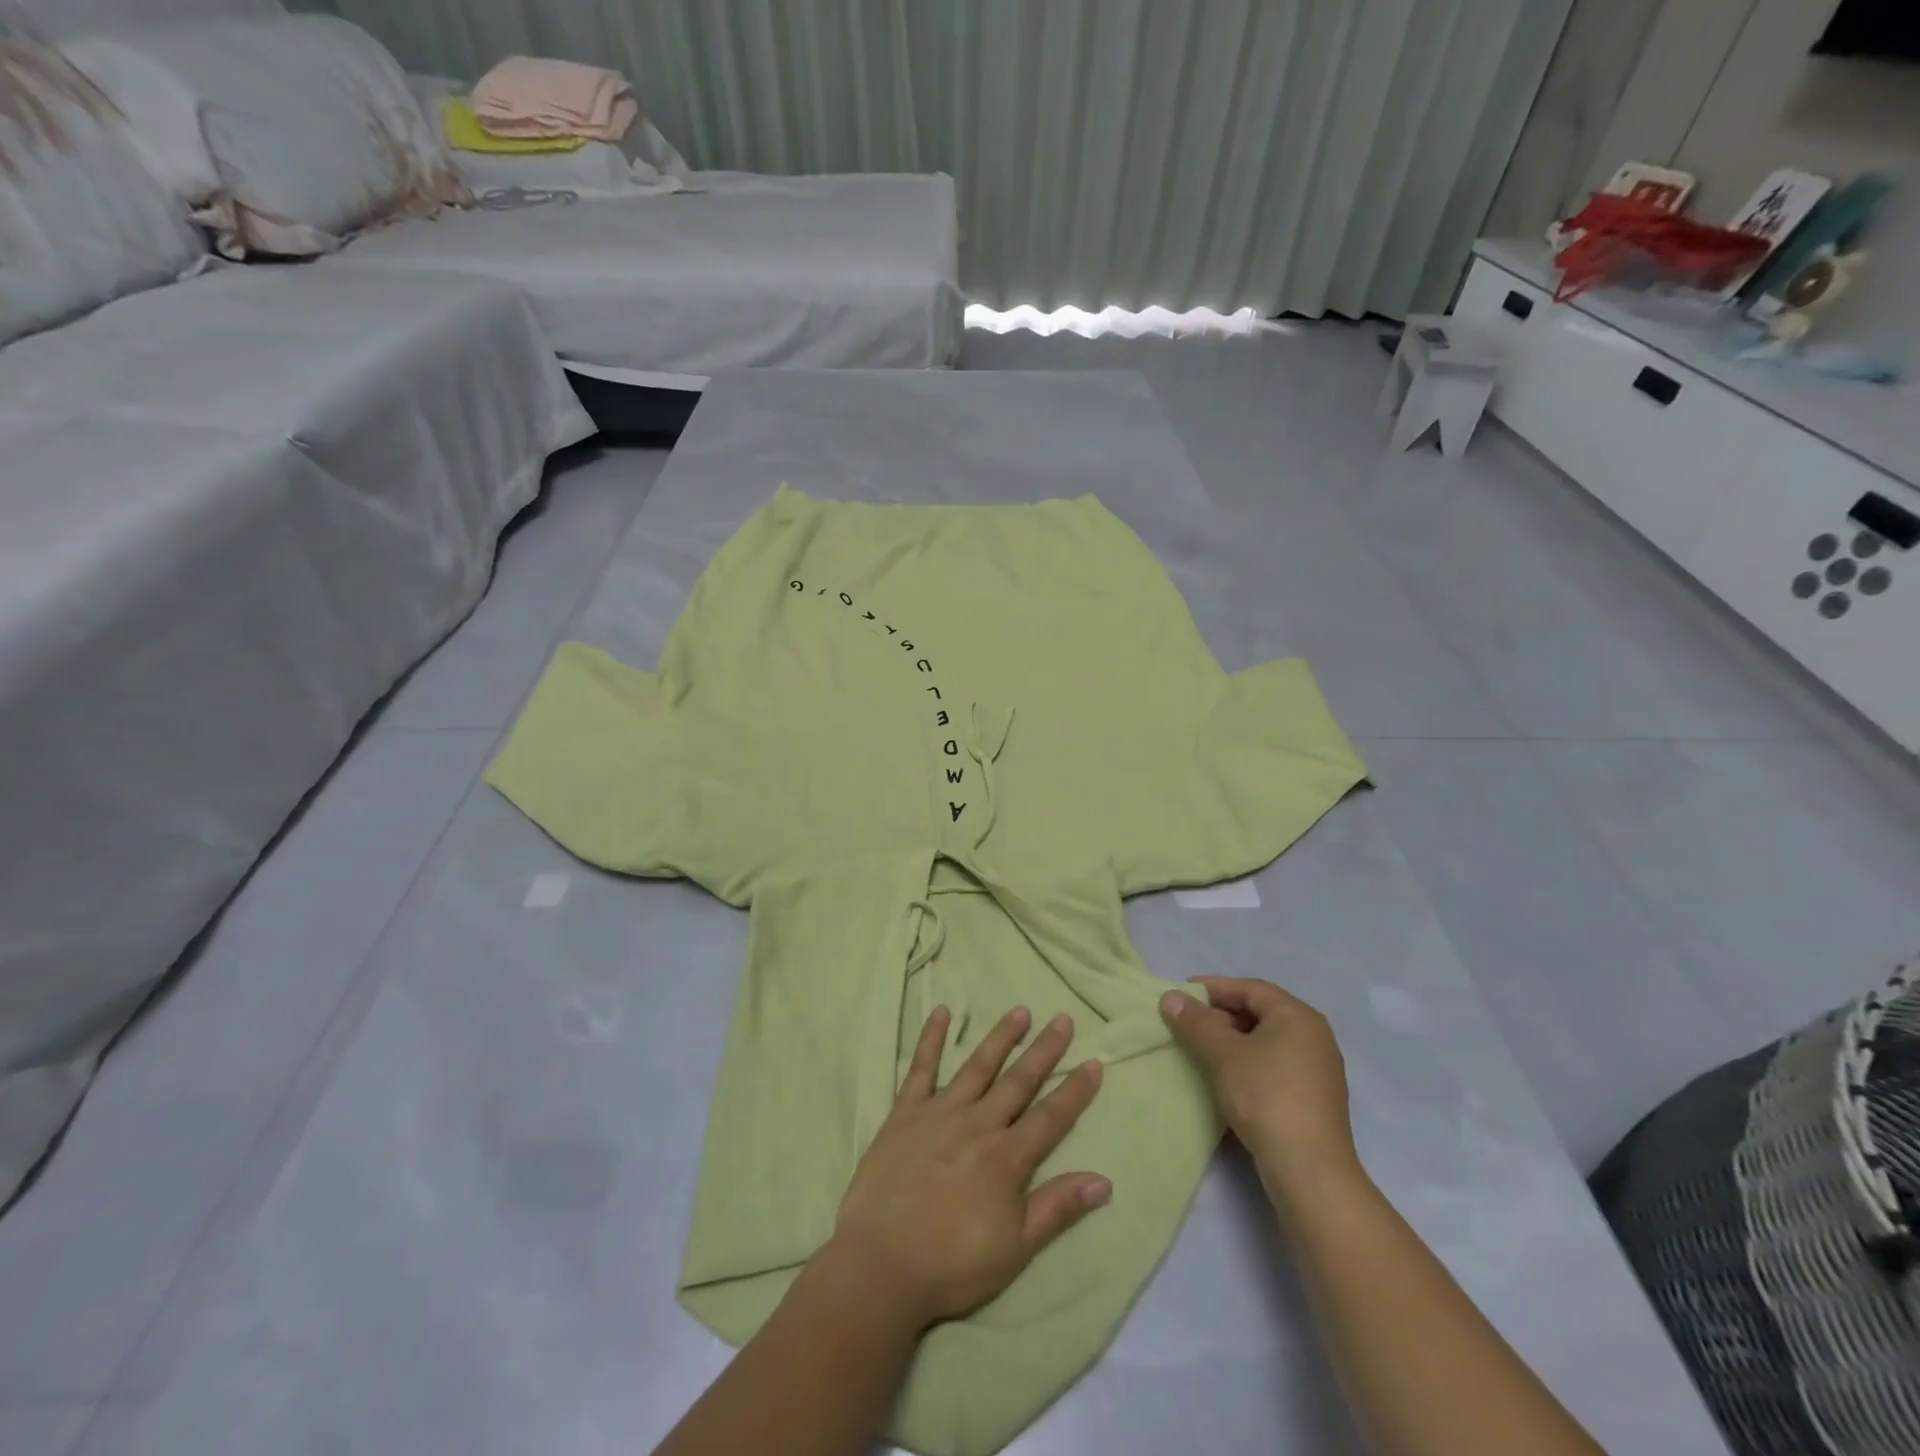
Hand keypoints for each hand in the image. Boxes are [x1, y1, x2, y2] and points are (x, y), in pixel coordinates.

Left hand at [827, 1005, 1109, 1330]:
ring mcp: (940, 1113)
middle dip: (1043, 1051)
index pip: (1050, 1117)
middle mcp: (978, 1124)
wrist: (882, 1262)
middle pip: (1018, 1081)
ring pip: (977, 1066)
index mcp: (1007, 1158)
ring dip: (1000, 1038)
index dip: (1074, 1091)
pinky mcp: (905, 1113)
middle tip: (1062, 1020)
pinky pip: (921, 1068)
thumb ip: (1057, 1208)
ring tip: (1019, 1011)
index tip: (1094, 1062)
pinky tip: (941, 1012)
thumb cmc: (952, 1264)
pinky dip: (931, 1038)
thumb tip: (1103, 1180)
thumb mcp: (1015, 1248)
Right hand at [1160, 977, 1360, 1202]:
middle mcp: (1313, 1035)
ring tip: (1200, 1048)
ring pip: (1266, 1040)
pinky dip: (1247, 1061)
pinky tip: (1225, 1075)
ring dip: (1232, 1039)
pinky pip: (1274, 1063)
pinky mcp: (1313, 1097)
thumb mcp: (1224, 1055)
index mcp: (1298, 1016)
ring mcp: (1317, 1068)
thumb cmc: (1266, 1097)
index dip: (1213, 987)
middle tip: (1187, 1022)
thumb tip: (1170, 997)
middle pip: (1260, 1011)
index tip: (1181, 994)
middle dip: (1221, 1014)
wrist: (1310, 1171)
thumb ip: (1196, 1022)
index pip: (1250, 988)